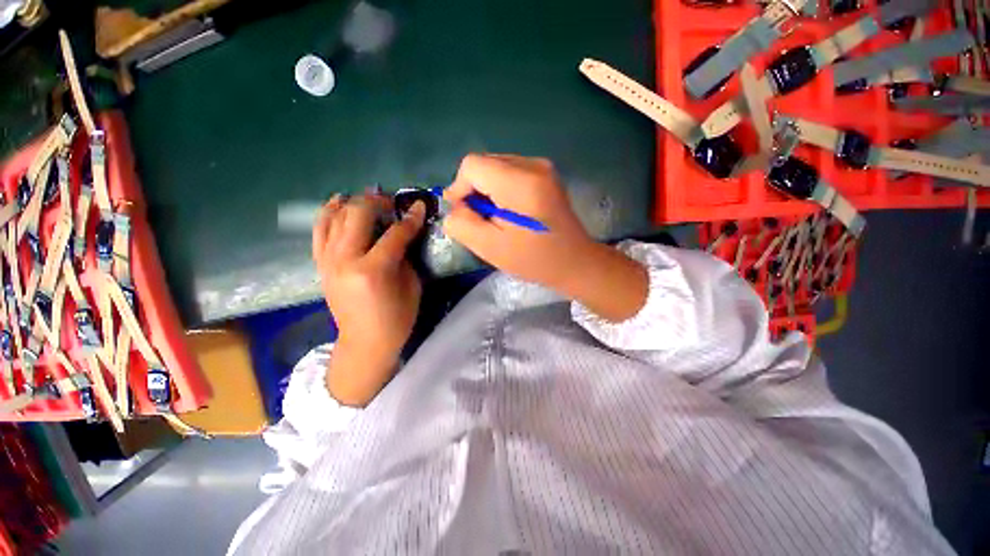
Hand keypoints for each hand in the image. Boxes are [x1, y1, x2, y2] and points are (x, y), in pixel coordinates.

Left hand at [312, 193, 425, 405]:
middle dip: (377, 202)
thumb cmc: (397, 318)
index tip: (420, 206)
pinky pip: (319, 231)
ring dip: (352, 203)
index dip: (411, 218)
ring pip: (335, 217)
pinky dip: (327, 213)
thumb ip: (406, 256)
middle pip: (358, 215)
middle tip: (391, 202)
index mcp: (374, 270)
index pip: (395, 233)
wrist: (365, 342)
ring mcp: (328, 261)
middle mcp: (346, 260)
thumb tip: (403, 233)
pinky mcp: (321, 265)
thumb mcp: (412, 286)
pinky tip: (337, 203)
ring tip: (367, 199)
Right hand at [443, 154, 648, 321]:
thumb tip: (454, 207)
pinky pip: (510, 172)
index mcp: (519, 182)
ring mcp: (543, 166)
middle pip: (484, 163)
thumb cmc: (534, 260)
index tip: (465, 214)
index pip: (472, 165)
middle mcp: (533, 165)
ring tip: (498, 218)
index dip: (460, 189)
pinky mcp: (546, 174)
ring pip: (496, 166)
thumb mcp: (491, 248)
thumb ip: (463, 224)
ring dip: (488, 190)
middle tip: (483, 220)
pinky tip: (510, 211)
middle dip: (475, 190)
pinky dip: (501, 189)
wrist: (575, 262)